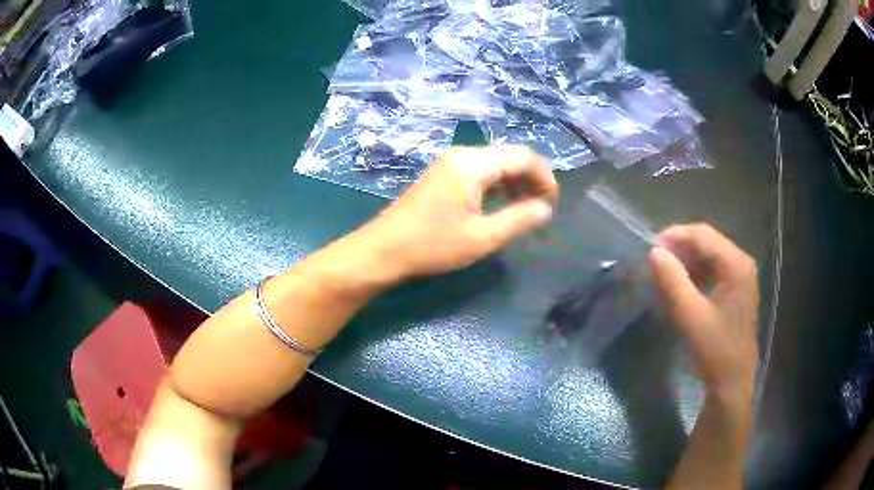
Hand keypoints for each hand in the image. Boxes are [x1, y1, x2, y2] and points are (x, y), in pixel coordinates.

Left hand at [359, 145, 557, 278]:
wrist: (383, 250)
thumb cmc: (432, 245)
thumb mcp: (482, 237)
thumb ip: (519, 219)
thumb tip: (545, 208)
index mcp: (472, 163)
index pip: (522, 156)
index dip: (544, 176)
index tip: (553, 202)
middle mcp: (461, 154)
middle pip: (508, 157)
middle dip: (531, 179)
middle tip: (542, 208)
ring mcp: (449, 163)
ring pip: (494, 164)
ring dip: (514, 183)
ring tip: (526, 210)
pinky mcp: (442, 175)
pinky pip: (479, 172)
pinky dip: (496, 186)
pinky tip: (502, 206)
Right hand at [649, 224, 759, 405]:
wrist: (732, 380)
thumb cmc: (714, 349)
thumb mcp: (690, 314)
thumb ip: (672, 280)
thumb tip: (655, 252)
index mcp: (736, 264)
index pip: (703, 235)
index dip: (676, 236)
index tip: (652, 248)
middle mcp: (742, 263)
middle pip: (708, 242)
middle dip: (681, 248)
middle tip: (657, 262)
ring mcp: (742, 276)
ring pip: (710, 254)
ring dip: (688, 260)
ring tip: (666, 273)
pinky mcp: (738, 289)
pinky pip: (715, 269)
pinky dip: (697, 272)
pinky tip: (683, 285)